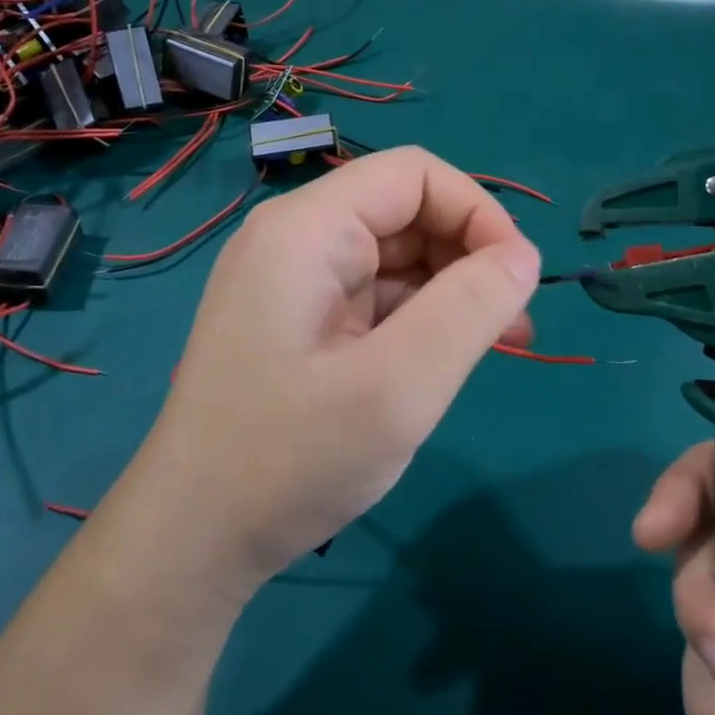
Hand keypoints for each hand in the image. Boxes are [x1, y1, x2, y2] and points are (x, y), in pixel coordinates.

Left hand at [124, 147, 538, 602]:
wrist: (191, 540)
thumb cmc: (289, 460)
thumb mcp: (399, 387)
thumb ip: (471, 308)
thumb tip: (522, 256)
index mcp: (306, 230)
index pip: (413, 174)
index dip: (477, 211)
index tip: (517, 278)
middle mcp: (295, 240)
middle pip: (405, 212)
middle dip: (468, 256)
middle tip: (514, 325)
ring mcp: (293, 283)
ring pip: (395, 257)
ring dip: (451, 291)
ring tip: (498, 345)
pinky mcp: (297, 322)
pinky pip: (374, 297)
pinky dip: (419, 319)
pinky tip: (444, 360)